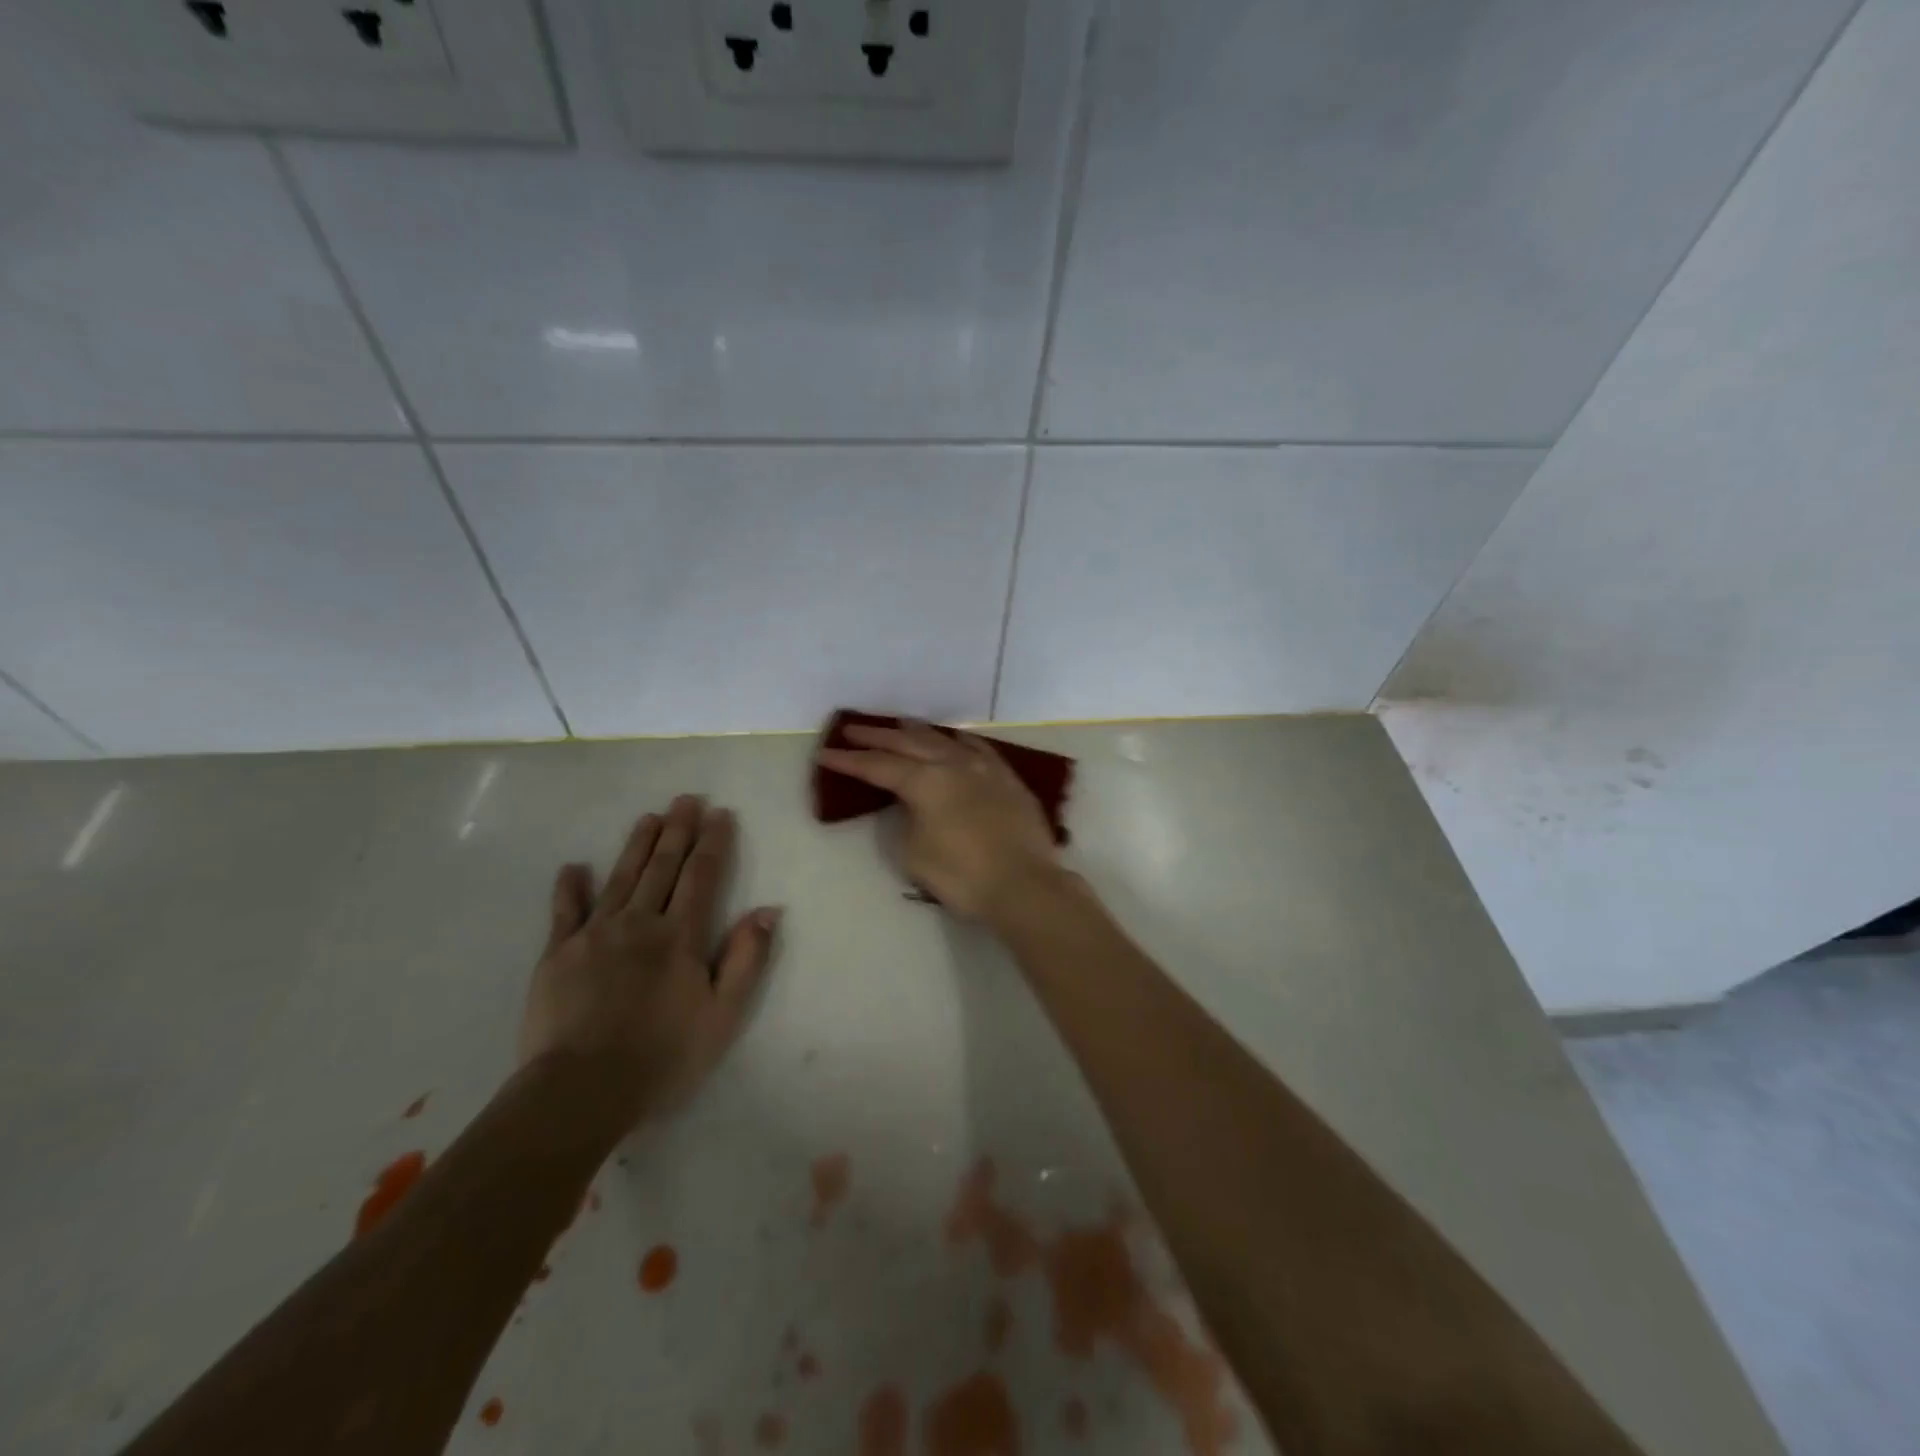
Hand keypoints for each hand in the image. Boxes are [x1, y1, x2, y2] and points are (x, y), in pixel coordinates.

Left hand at [519, 795, 780, 1121]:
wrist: (581, 1090)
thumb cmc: (663, 1056)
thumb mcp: (723, 1014)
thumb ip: (746, 958)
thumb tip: (767, 910)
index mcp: (681, 936)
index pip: (702, 876)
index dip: (713, 842)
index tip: (720, 813)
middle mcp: (640, 922)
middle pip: (662, 867)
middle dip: (678, 830)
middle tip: (686, 799)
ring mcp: (595, 935)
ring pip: (621, 878)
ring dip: (637, 845)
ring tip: (649, 817)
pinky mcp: (557, 954)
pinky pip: (564, 911)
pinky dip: (570, 887)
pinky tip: (573, 867)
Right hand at [816, 721, 1059, 918]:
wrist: (1024, 884)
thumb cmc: (962, 876)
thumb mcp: (915, 853)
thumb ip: (906, 821)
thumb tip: (911, 806)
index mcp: (925, 782)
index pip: (878, 767)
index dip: (849, 761)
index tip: (825, 753)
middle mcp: (953, 765)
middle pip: (908, 744)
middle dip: (877, 737)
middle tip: (852, 730)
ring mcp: (984, 768)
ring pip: (944, 740)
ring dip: (917, 732)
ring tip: (900, 723)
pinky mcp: (1007, 779)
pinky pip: (978, 749)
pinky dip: (960, 741)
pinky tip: (956, 739)